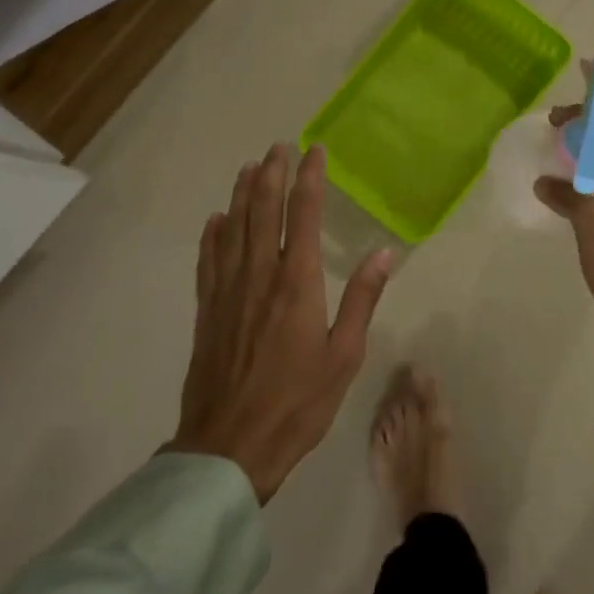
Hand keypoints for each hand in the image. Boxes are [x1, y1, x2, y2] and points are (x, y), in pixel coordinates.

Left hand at [170, 144, 393, 501]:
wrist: (230, 446)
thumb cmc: (298, 402)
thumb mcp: (345, 355)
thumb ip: (363, 299)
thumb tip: (385, 252)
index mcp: (297, 282)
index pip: (303, 215)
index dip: (309, 178)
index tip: (315, 151)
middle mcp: (259, 275)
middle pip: (263, 210)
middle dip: (272, 174)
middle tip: (279, 146)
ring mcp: (228, 291)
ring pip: (233, 227)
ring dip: (241, 193)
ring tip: (249, 167)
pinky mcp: (208, 310)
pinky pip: (209, 260)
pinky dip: (213, 234)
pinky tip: (215, 220)